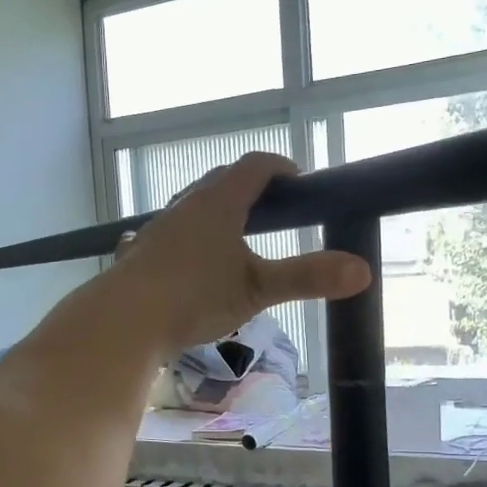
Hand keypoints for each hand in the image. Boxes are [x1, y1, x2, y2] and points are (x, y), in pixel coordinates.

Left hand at [108, 153, 369, 351]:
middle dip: (249, 189)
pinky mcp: (140, 253)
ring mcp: (158, 229)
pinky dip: (187, 238)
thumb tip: (362, 270)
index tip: (299, 181)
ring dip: (216, 213)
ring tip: (234, 237)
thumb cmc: (194, 298)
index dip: (281, 167)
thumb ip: (307, 277)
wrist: (123, 320)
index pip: (254, 166)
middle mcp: (185, 206)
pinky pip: (169, 234)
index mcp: (218, 203)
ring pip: (192, 208)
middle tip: (273, 210)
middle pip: (221, 182)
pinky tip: (187, 261)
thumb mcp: (257, 290)